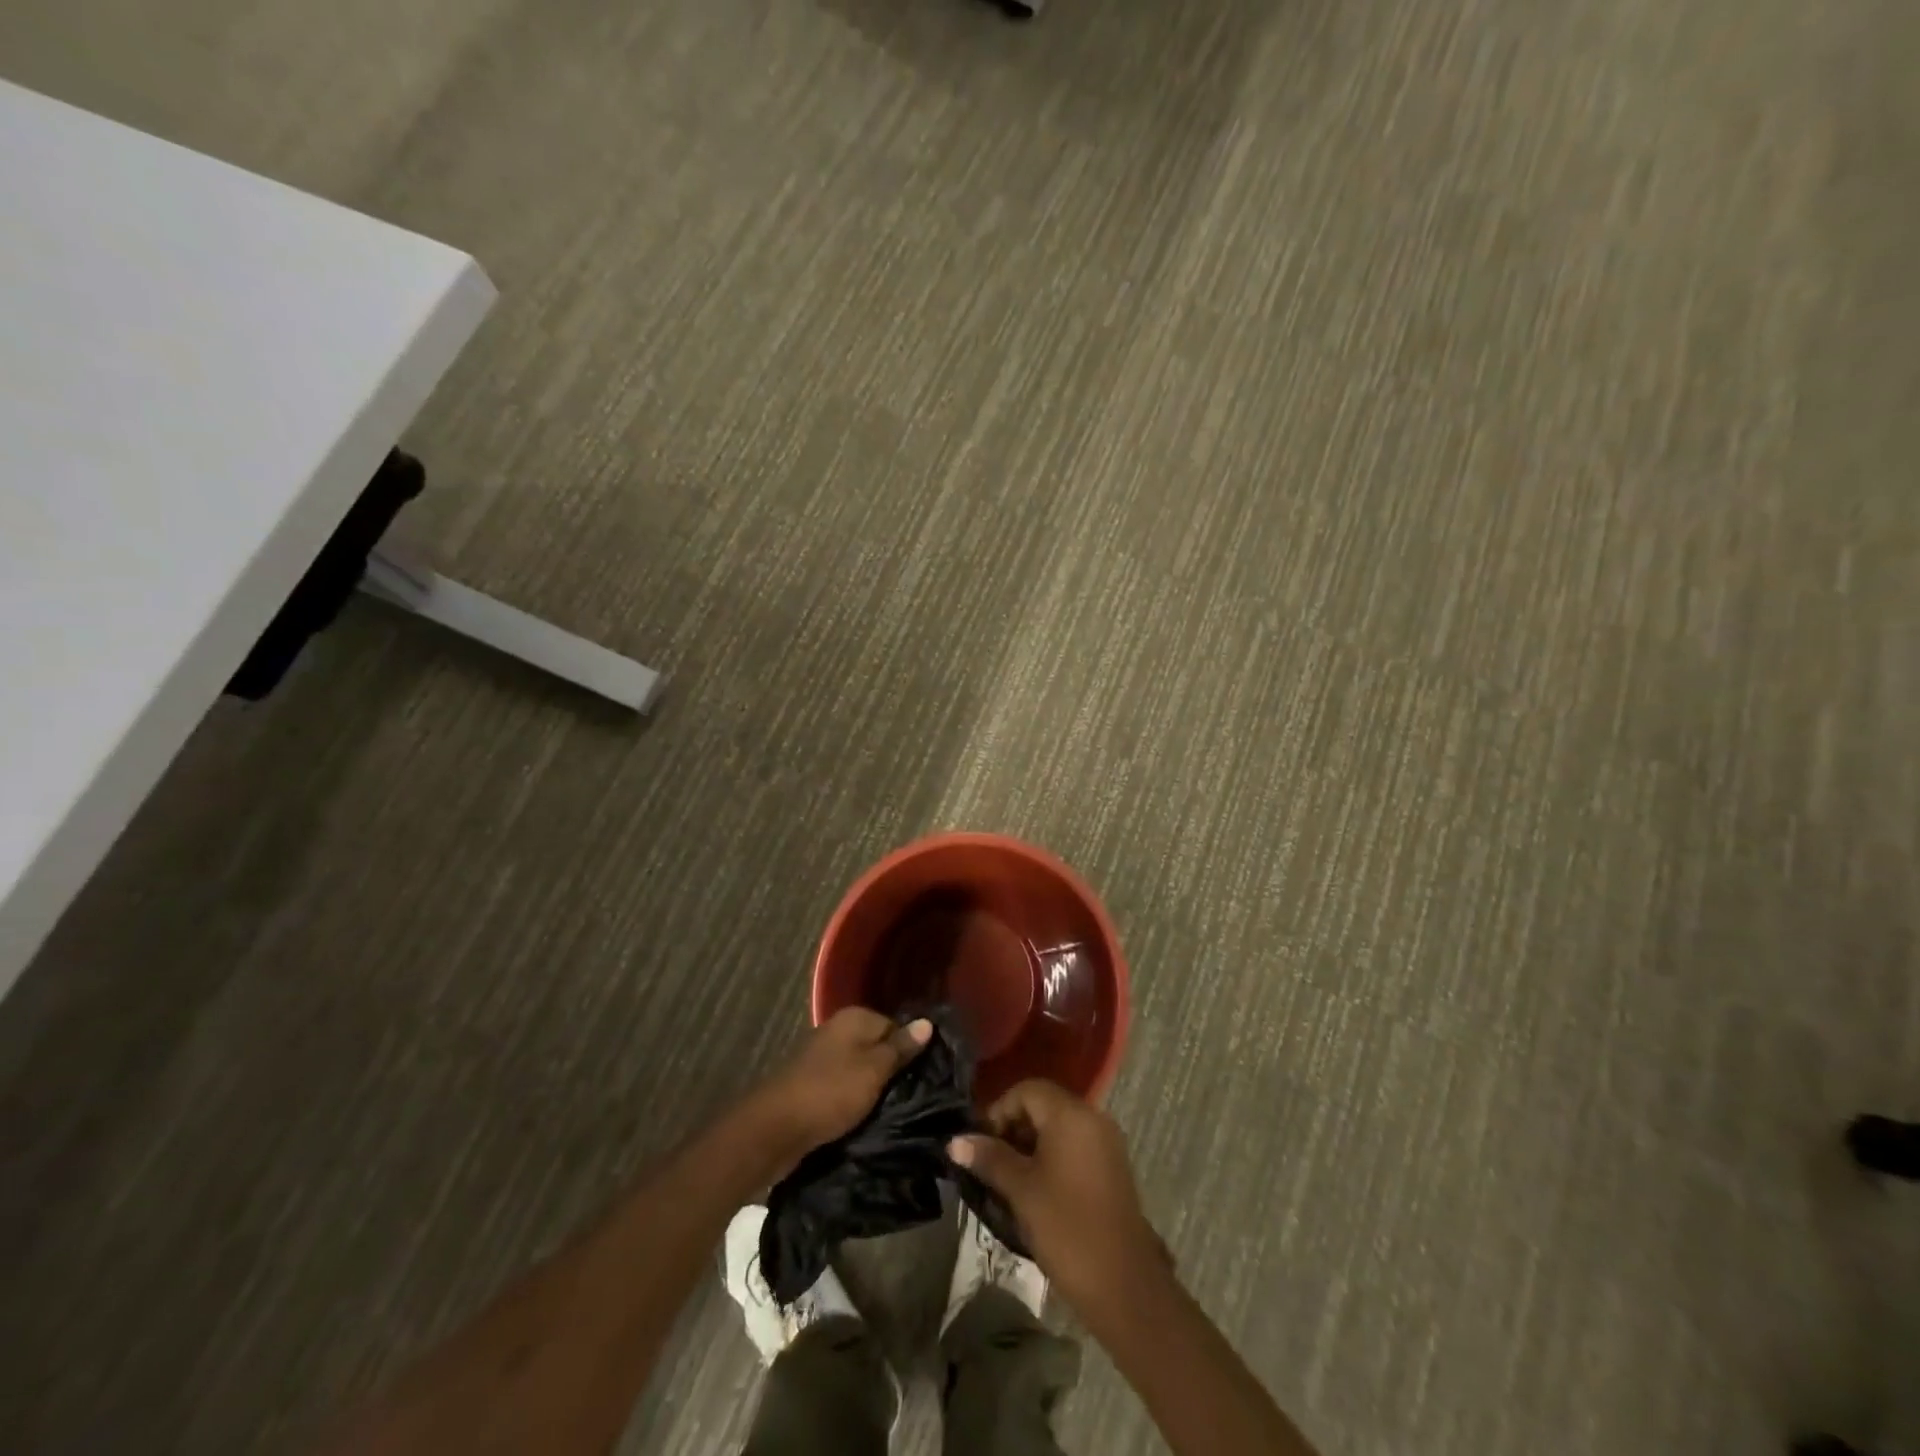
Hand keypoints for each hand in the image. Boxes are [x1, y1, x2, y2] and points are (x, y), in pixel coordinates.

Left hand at [747, 1009, 930, 1168]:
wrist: (775, 1129)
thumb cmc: (830, 1092)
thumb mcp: (873, 1070)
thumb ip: (900, 1048)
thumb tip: (927, 1022)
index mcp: (854, 1018)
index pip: (896, 1026)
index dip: (911, 1050)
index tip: (926, 1077)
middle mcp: (838, 1030)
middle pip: (877, 1047)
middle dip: (893, 1071)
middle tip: (915, 1096)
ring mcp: (823, 1057)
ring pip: (861, 1069)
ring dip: (875, 1089)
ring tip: (896, 1111)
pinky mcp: (814, 1084)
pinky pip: (845, 1087)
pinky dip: (855, 1100)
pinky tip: (867, 1118)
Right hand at [949, 1079, 1164, 1318]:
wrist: (1124, 1286)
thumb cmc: (1067, 1229)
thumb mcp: (1021, 1191)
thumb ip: (989, 1158)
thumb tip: (955, 1141)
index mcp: (1071, 1115)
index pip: (1026, 1091)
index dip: (998, 1111)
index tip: (981, 1146)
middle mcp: (1092, 1118)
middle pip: (1043, 1105)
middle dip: (1013, 1128)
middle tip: (991, 1164)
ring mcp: (1106, 1142)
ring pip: (1058, 1127)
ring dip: (1031, 1144)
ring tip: (1009, 1180)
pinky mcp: (1111, 1167)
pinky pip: (1075, 1145)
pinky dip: (1052, 1157)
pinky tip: (1036, 1190)